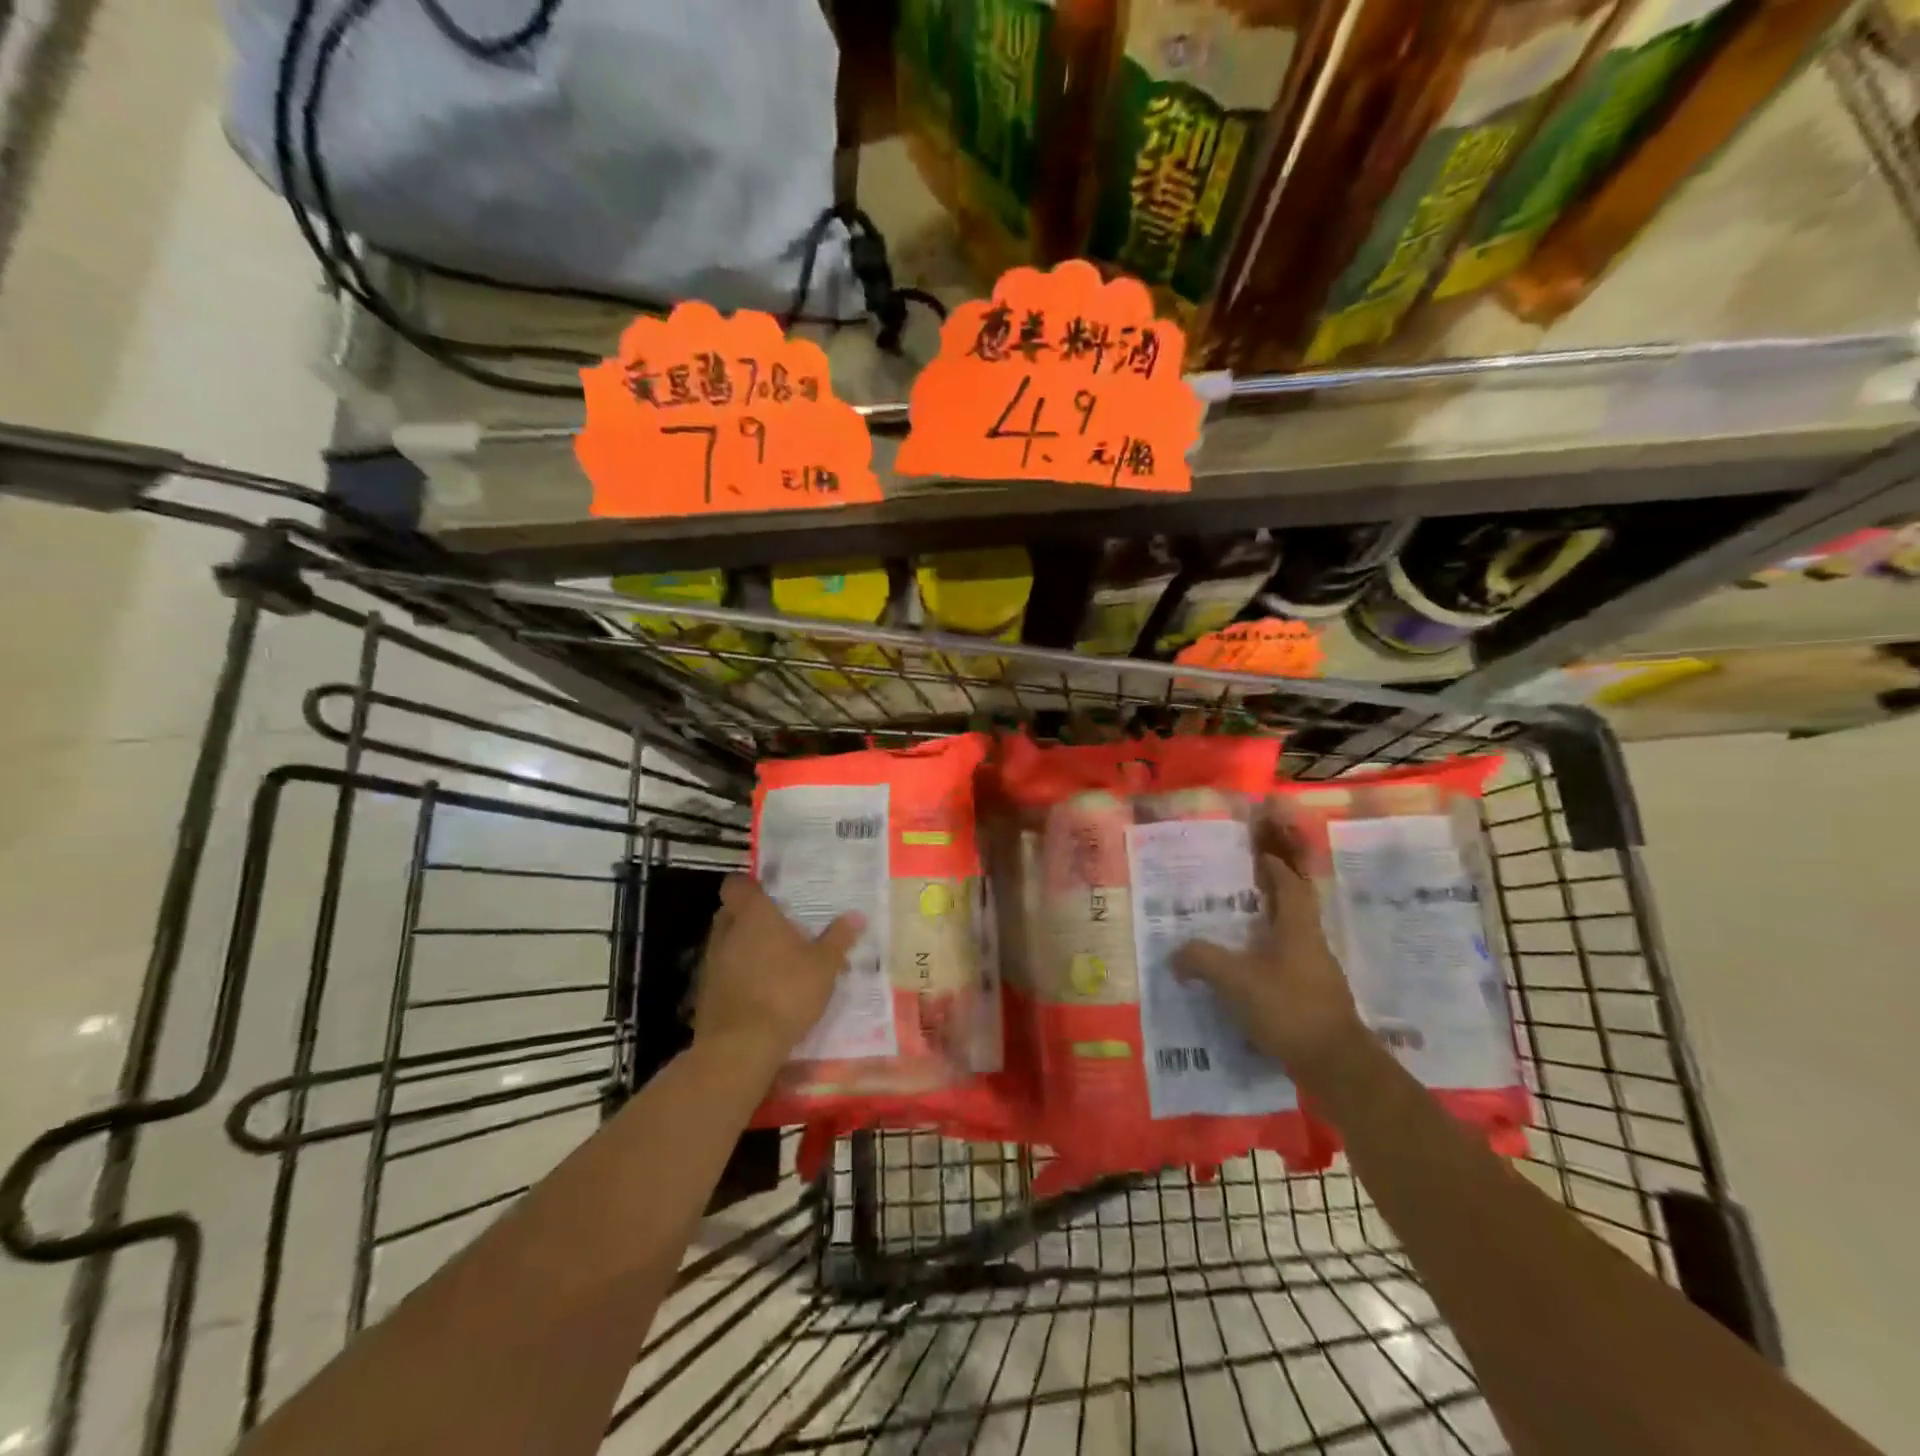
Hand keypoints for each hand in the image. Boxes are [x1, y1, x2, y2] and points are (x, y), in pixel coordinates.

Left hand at [694, 874, 864, 1075]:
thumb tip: (856, 916)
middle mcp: (726, 932)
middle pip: (732, 912)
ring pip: (727, 943)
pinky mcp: (705, 993)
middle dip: (751, 917)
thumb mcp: (824, 966)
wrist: (740, 1048)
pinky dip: (739, 975)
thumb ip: (838, 938)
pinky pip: (724, 971)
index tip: (770, 893)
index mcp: (753, 915)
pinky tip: (761, 990)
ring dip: (745, 947)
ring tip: (775, 961)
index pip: (737, 884)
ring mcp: (711, 963)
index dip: (750, 886)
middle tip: (780, 926)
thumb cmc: (786, 993)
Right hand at [1173, 824, 1364, 1079]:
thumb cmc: (1288, 1008)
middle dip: (1272, 895)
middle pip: (1295, 908)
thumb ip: (1202, 961)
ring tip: (1238, 929)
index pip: (1291, 886)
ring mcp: (1318, 974)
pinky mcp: (1317, 1000)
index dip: (1276, 868)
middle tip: (1242, 889)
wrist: (1336, 1065)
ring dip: (1270, 928)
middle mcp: (1312, 945)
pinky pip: (1291, 965)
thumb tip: (1175, 956)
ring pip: (1293, 938)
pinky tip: (1250, 972)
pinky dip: (1271, 959)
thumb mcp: (1236, 981)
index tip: (1260, 855)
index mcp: (1298, 929)